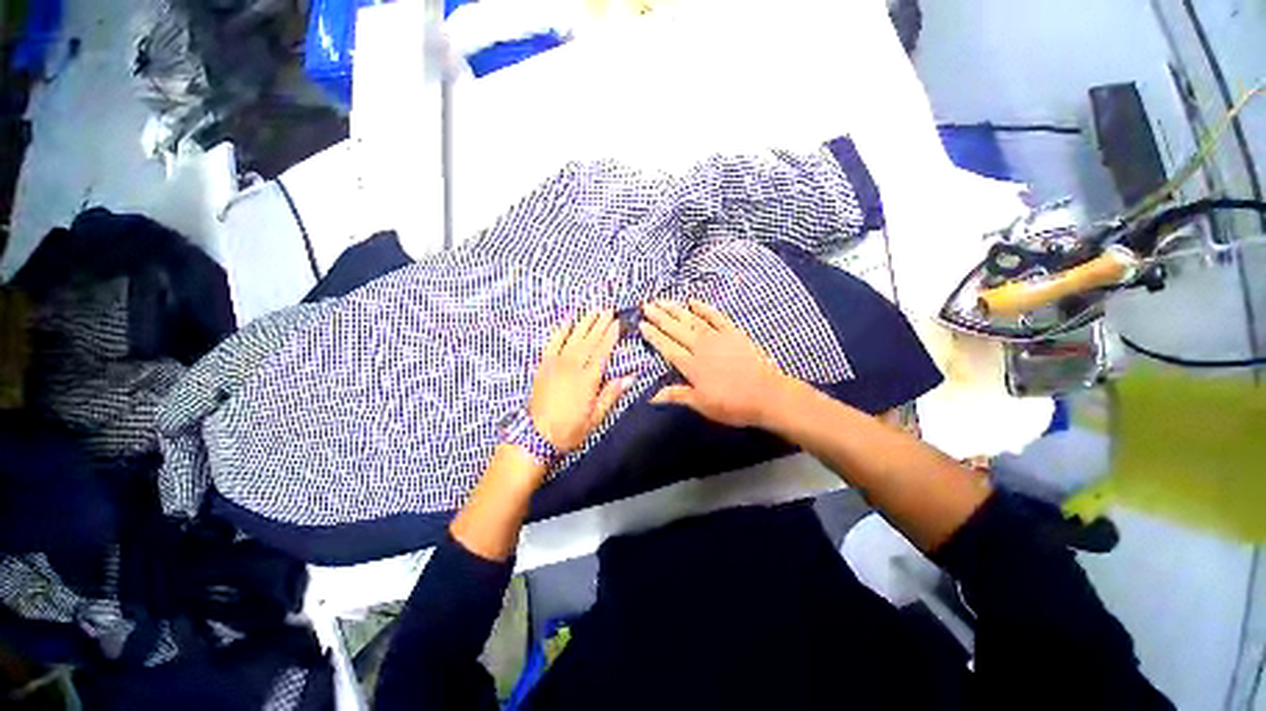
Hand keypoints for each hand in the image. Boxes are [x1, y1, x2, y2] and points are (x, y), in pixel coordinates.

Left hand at [530, 309, 630, 451]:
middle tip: (608, 310)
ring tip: (594, 311)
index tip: (618, 323)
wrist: (537, 437)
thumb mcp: (596, 417)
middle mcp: (573, 366)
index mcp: (588, 379)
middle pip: (590, 340)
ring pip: (574, 338)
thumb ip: (611, 394)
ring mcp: (556, 364)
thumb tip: (631, 377)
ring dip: (584, 323)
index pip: (603, 351)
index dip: (611, 336)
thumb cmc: (571, 429)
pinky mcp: (543, 365)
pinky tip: (567, 320)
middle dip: (600, 324)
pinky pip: (553, 342)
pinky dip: (560, 330)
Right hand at [639, 299, 791, 427]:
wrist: (767, 394)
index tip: (641, 323)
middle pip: (676, 329)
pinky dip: (704, 308)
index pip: (667, 347)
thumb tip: (650, 396)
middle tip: (646, 305)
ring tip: (662, 300)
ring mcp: (718, 337)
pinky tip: (693, 301)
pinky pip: (716, 317)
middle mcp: (701, 347)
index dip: (653, 335)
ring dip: (676, 310)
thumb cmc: (733, 404)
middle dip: (659, 317)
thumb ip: (676, 395)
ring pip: (692, 320)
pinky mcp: (734, 333)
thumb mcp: (702, 404)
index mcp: (692, 365)